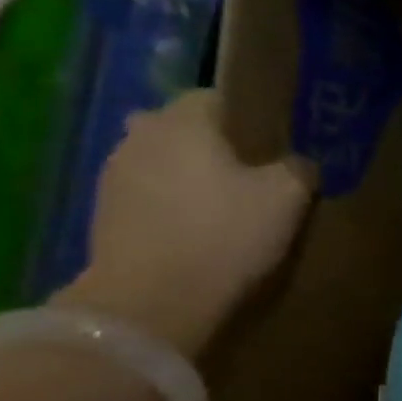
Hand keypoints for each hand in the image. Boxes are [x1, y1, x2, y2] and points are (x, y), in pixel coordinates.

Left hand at [55, 90, 315, 355]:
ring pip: (162, 163)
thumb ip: (298, 167)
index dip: (249, 116)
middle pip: (183, 129)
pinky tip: (197, 230)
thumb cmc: (224, 234)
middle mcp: (140, 137)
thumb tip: (298, 163)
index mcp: (182, 121)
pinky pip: (148, 196)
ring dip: (187, 176)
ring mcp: (113, 177)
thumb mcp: (288, 196)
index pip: (217, 97)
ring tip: (224, 205)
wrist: (151, 303)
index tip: (273, 142)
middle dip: (212, 145)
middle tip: (252, 173)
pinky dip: (169, 206)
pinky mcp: (103, 217)